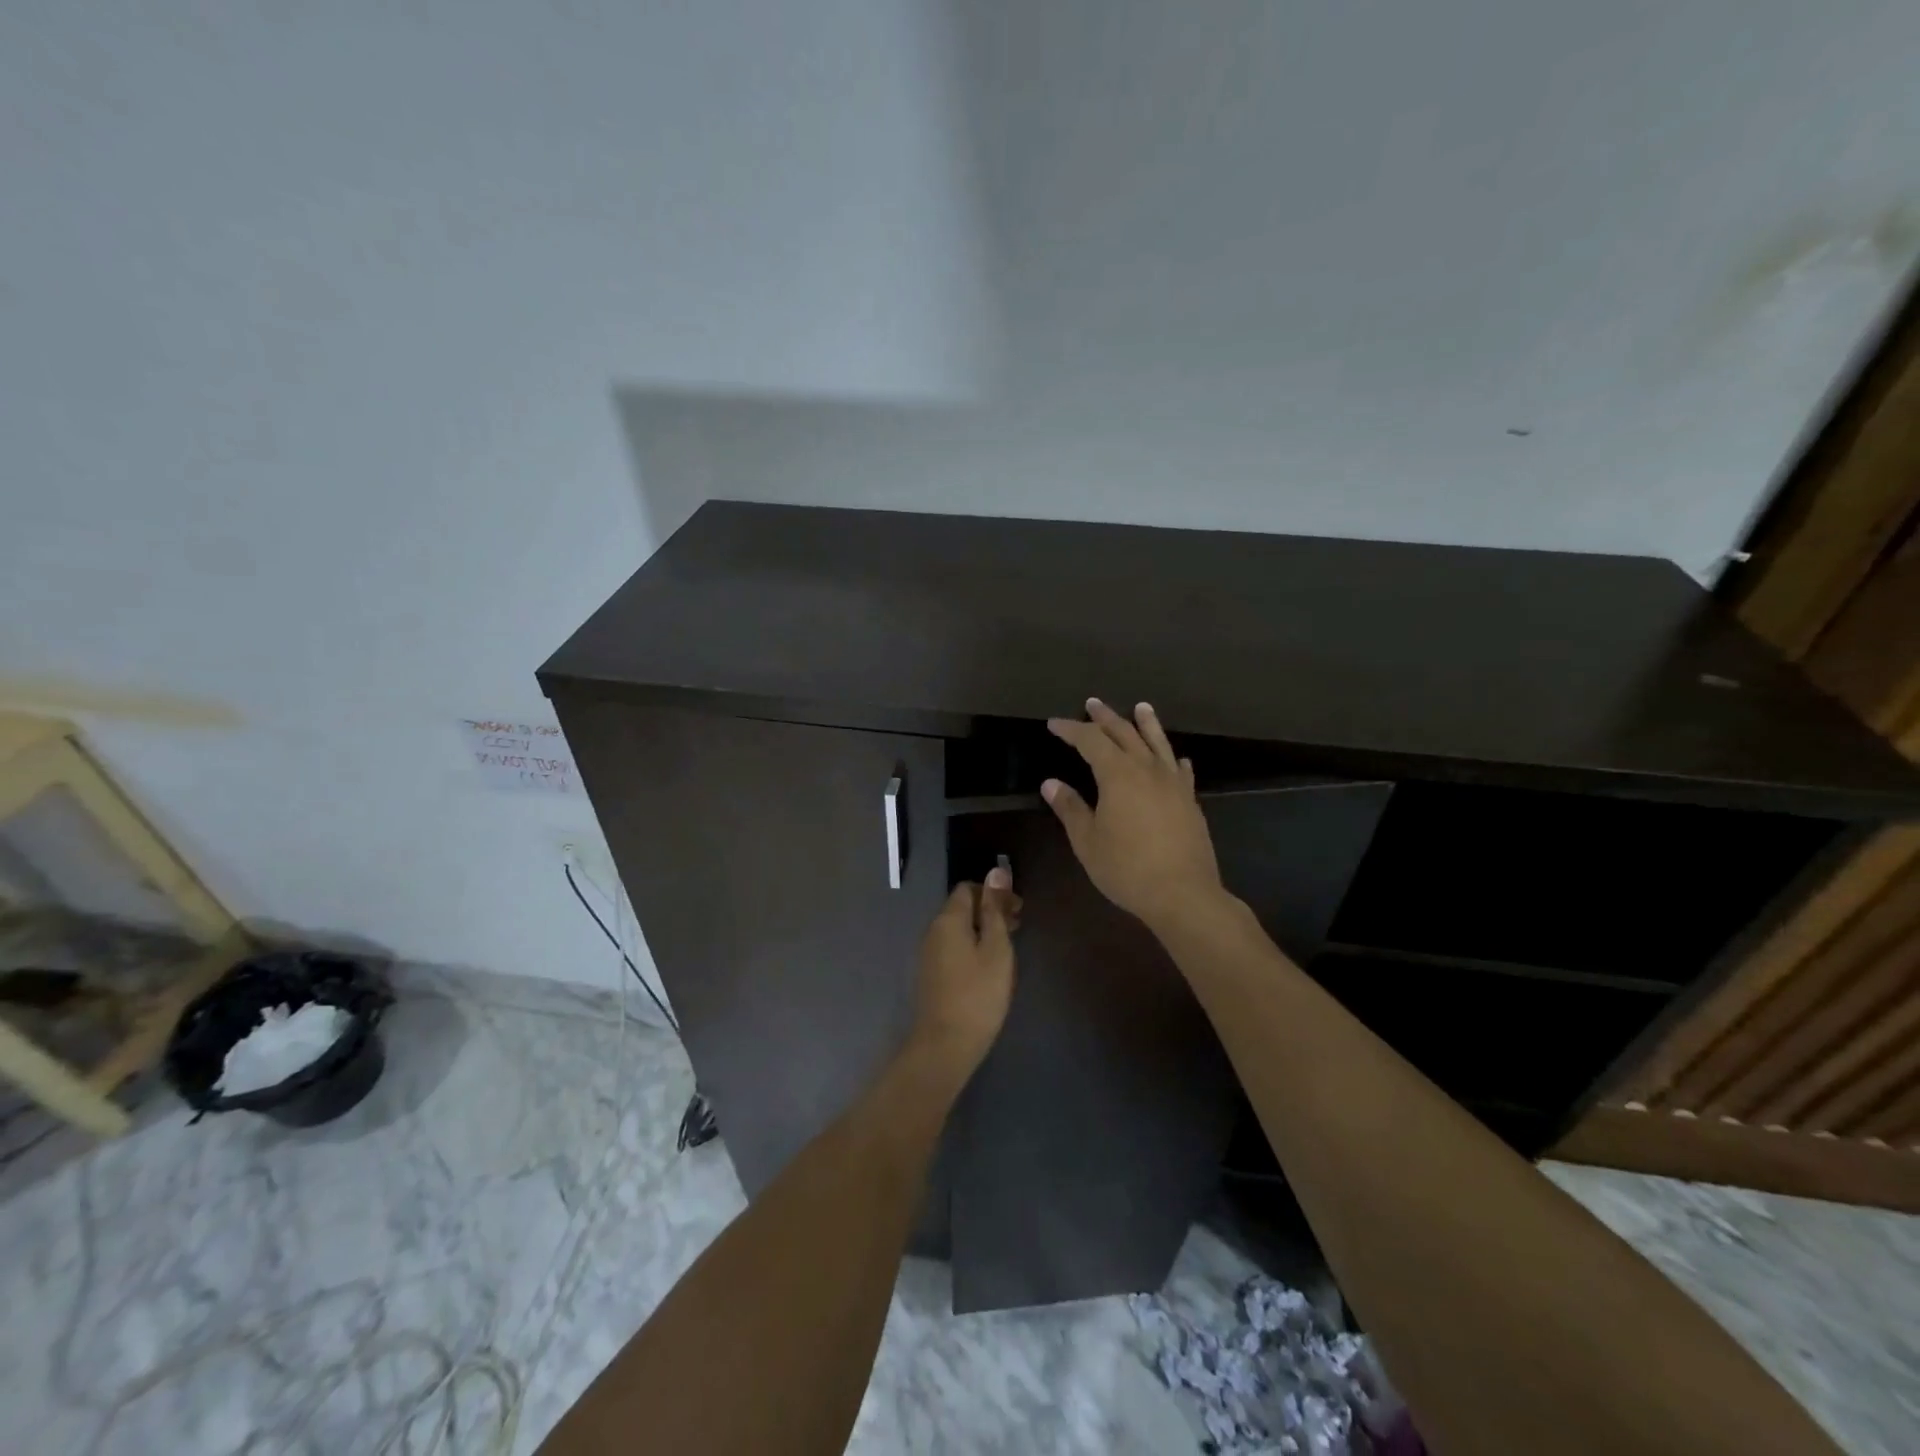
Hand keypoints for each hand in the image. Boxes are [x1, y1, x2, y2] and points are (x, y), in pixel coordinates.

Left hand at [909, 867, 1019, 1079]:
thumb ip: (996, 909)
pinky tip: (989, 966)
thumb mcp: (996, 948)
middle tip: (1018, 927)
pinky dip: (973, 946)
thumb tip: (996, 871)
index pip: (968, 888)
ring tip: (1008, 948)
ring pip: (958, 929)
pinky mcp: (931, 974)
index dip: (994, 892)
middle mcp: (933, 930)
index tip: (1018, 909)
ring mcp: (929, 953)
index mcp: (948, 919)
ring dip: (983, 930)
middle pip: (962, 907)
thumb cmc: (978, 994)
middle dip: (990, 910)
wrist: (945, 1045)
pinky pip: (953, 947)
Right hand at [1044, 698, 1224, 931]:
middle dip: (1105, 718)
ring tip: (1141, 707)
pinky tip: (1175, 758)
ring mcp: (1173, 783)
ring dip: (1146, 723)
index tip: (1054, 724)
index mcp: (1118, 775)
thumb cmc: (1126, 868)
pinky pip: (1181, 770)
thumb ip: (1070, 808)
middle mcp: (1147, 769)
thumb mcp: (1088, 841)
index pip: (1091, 741)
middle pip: (1125, 733)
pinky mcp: (1190, 801)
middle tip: (1092, 703)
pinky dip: (1172, 759)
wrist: (1183, 894)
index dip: (1071, 730)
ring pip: (1158, 743)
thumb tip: (1051, 783)